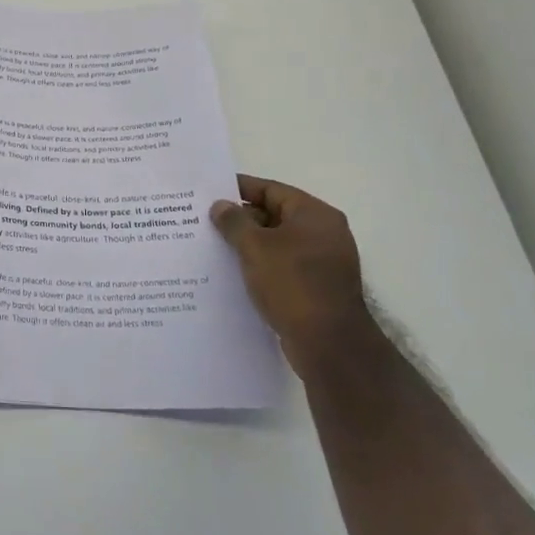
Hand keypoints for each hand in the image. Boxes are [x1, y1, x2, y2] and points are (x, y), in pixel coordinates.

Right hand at [211, 175, 370, 372]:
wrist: (329, 345)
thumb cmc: (292, 284)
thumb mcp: (255, 247)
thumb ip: (234, 221)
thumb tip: (220, 205)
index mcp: (315, 215)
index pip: (271, 190)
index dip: (239, 189)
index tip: (209, 192)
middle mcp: (324, 233)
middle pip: (275, 214)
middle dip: (241, 218)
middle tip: (206, 221)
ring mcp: (323, 262)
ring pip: (277, 243)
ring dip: (249, 244)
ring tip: (214, 246)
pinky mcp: (318, 287)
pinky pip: (283, 265)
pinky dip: (261, 265)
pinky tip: (234, 272)